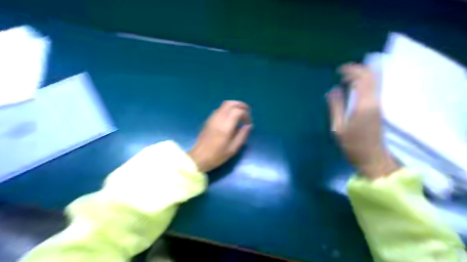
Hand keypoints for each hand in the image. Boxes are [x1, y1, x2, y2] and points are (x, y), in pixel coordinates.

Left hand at [187, 101, 253, 172]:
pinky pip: (220, 109)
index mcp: (225, 126)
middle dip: (241, 105)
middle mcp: (218, 118)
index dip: (246, 114)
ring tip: (240, 113)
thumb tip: (249, 125)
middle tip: (248, 111)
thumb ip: (242, 135)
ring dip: (234, 106)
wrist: (199, 157)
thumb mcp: (233, 148)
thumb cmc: (217, 155)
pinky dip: (228, 109)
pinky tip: (231, 117)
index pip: (238, 111)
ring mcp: (212, 118)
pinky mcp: (208, 120)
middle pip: (231, 103)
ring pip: (224, 104)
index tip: (248, 123)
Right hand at [326, 64, 398, 179]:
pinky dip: (364, 83)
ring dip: (362, 75)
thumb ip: (336, 107)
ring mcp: (379, 104)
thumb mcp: (339, 127)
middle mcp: (375, 101)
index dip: (351, 70)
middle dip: (358, 69)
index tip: (338, 70)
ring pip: (375, 81)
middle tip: (343, 72)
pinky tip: (354, 88)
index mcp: (364, 105)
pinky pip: (374, 88)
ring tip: (346, 78)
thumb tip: (332, 90)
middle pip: (371, 76)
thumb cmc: (353, 145)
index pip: (362, 79)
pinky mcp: (379, 109)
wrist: (373, 158)